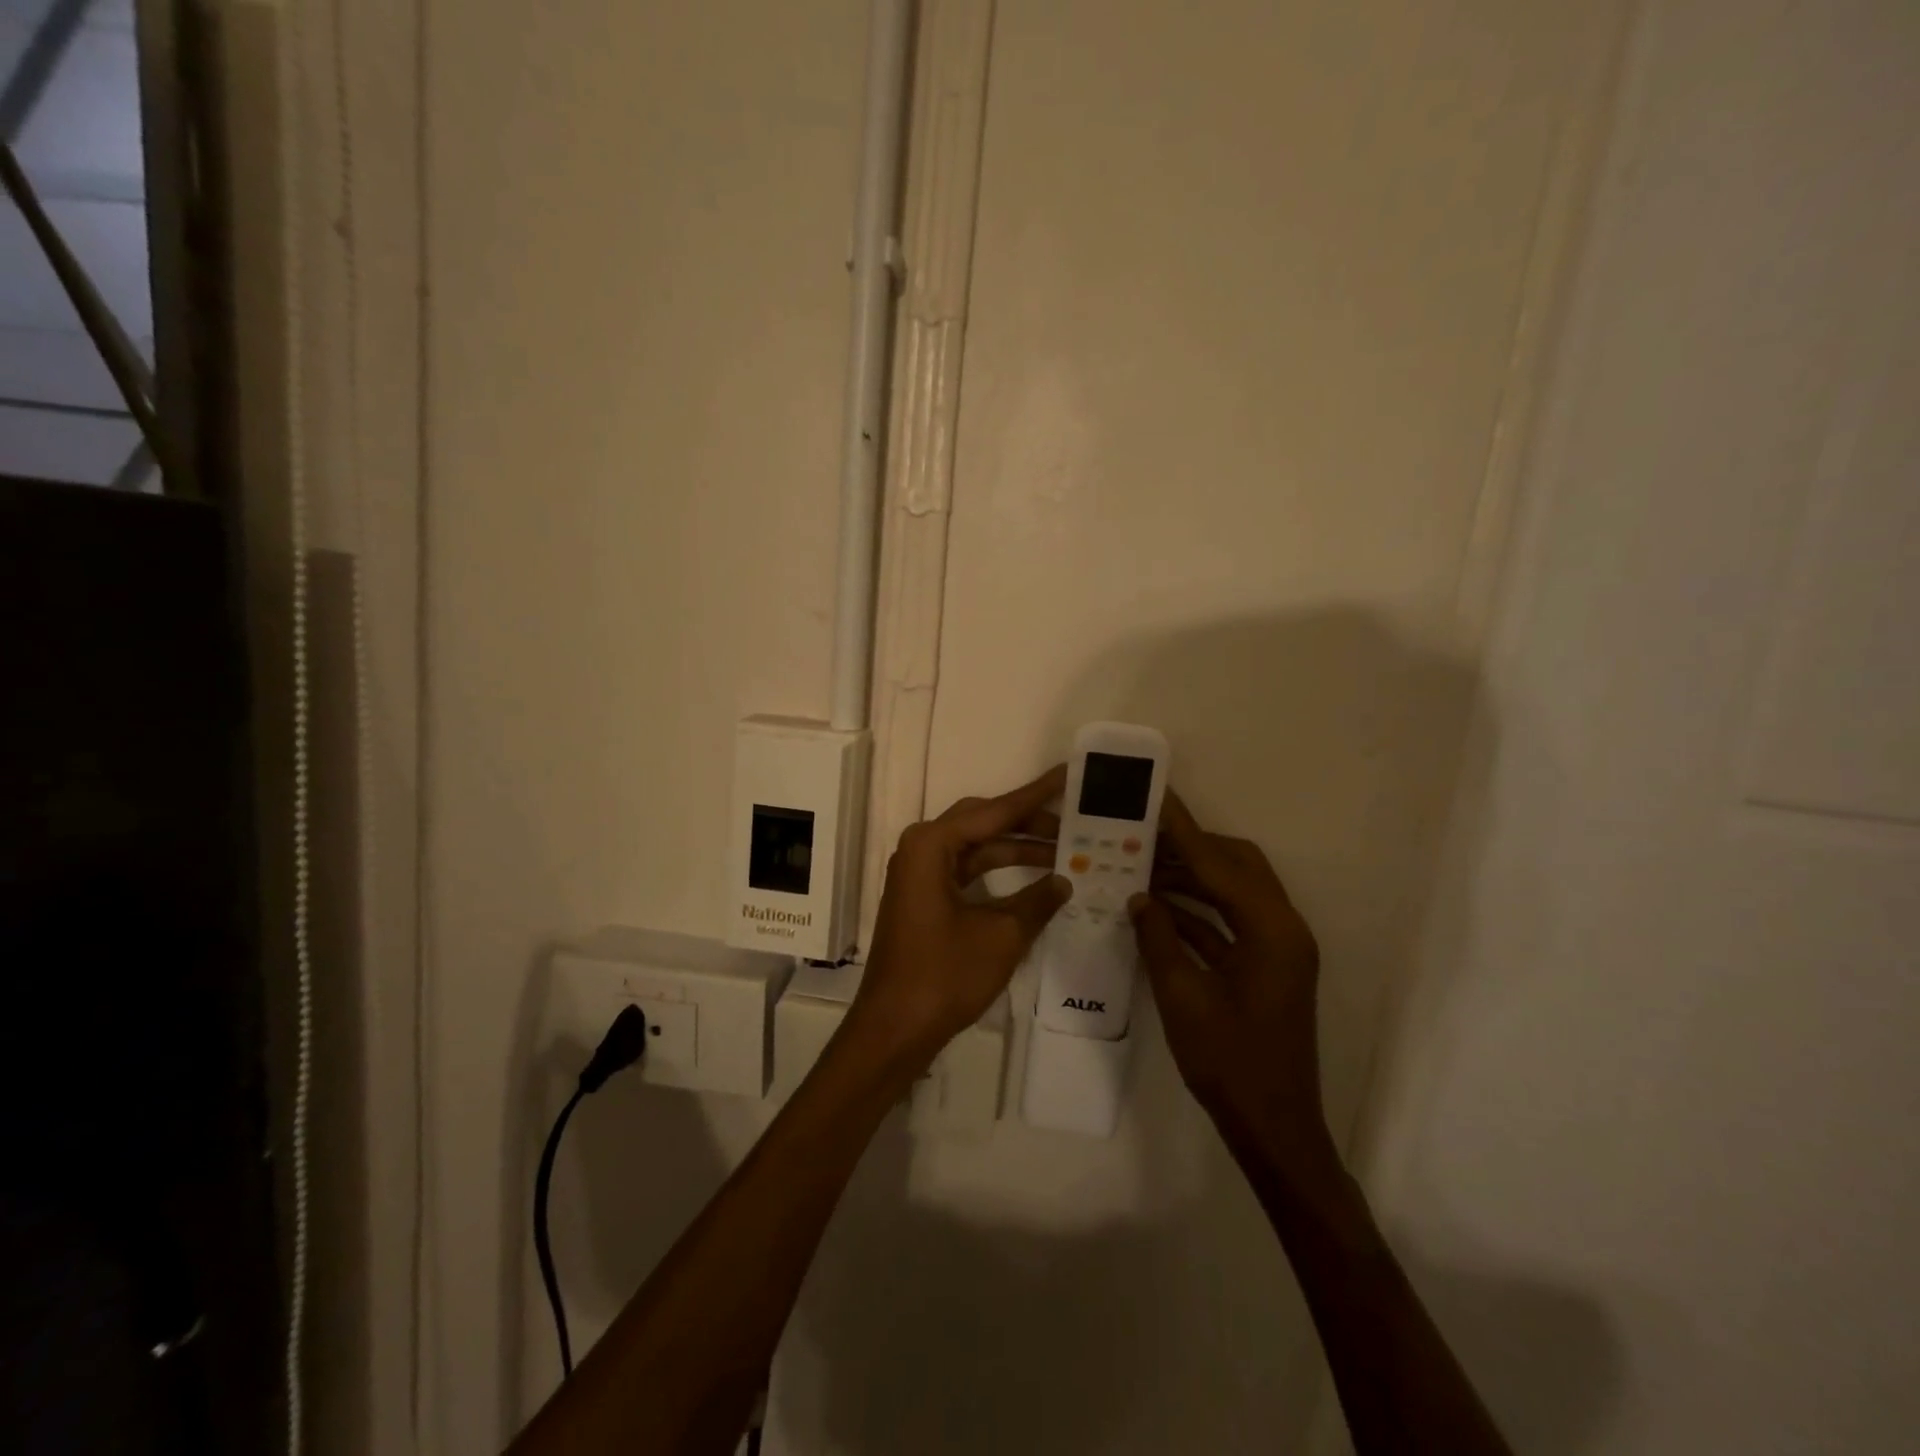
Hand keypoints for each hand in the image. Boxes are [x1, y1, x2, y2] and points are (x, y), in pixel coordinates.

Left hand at [848, 765, 1071, 1067]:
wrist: (894, 1028)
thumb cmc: (944, 975)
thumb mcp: (1001, 935)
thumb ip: (1038, 901)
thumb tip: (1065, 880)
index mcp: (931, 844)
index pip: (995, 810)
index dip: (1036, 795)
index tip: (1068, 774)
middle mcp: (921, 848)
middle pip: (984, 822)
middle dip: (1030, 822)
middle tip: (1076, 821)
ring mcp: (920, 873)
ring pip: (977, 847)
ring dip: (1018, 849)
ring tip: (1067, 850)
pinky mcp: (924, 897)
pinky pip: (968, 870)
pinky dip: (1000, 872)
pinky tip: (1035, 879)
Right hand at [1130, 794, 1333, 1172]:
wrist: (1273, 1127)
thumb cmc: (1229, 1063)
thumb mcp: (1182, 996)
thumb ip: (1158, 938)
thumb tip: (1138, 897)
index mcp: (1272, 930)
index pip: (1220, 863)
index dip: (1183, 830)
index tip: (1156, 797)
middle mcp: (1283, 928)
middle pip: (1237, 865)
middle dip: (1190, 847)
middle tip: (1143, 834)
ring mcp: (1277, 947)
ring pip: (1233, 892)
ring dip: (1191, 879)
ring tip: (1141, 866)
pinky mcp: (1267, 965)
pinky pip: (1230, 921)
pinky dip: (1197, 911)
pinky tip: (1156, 908)